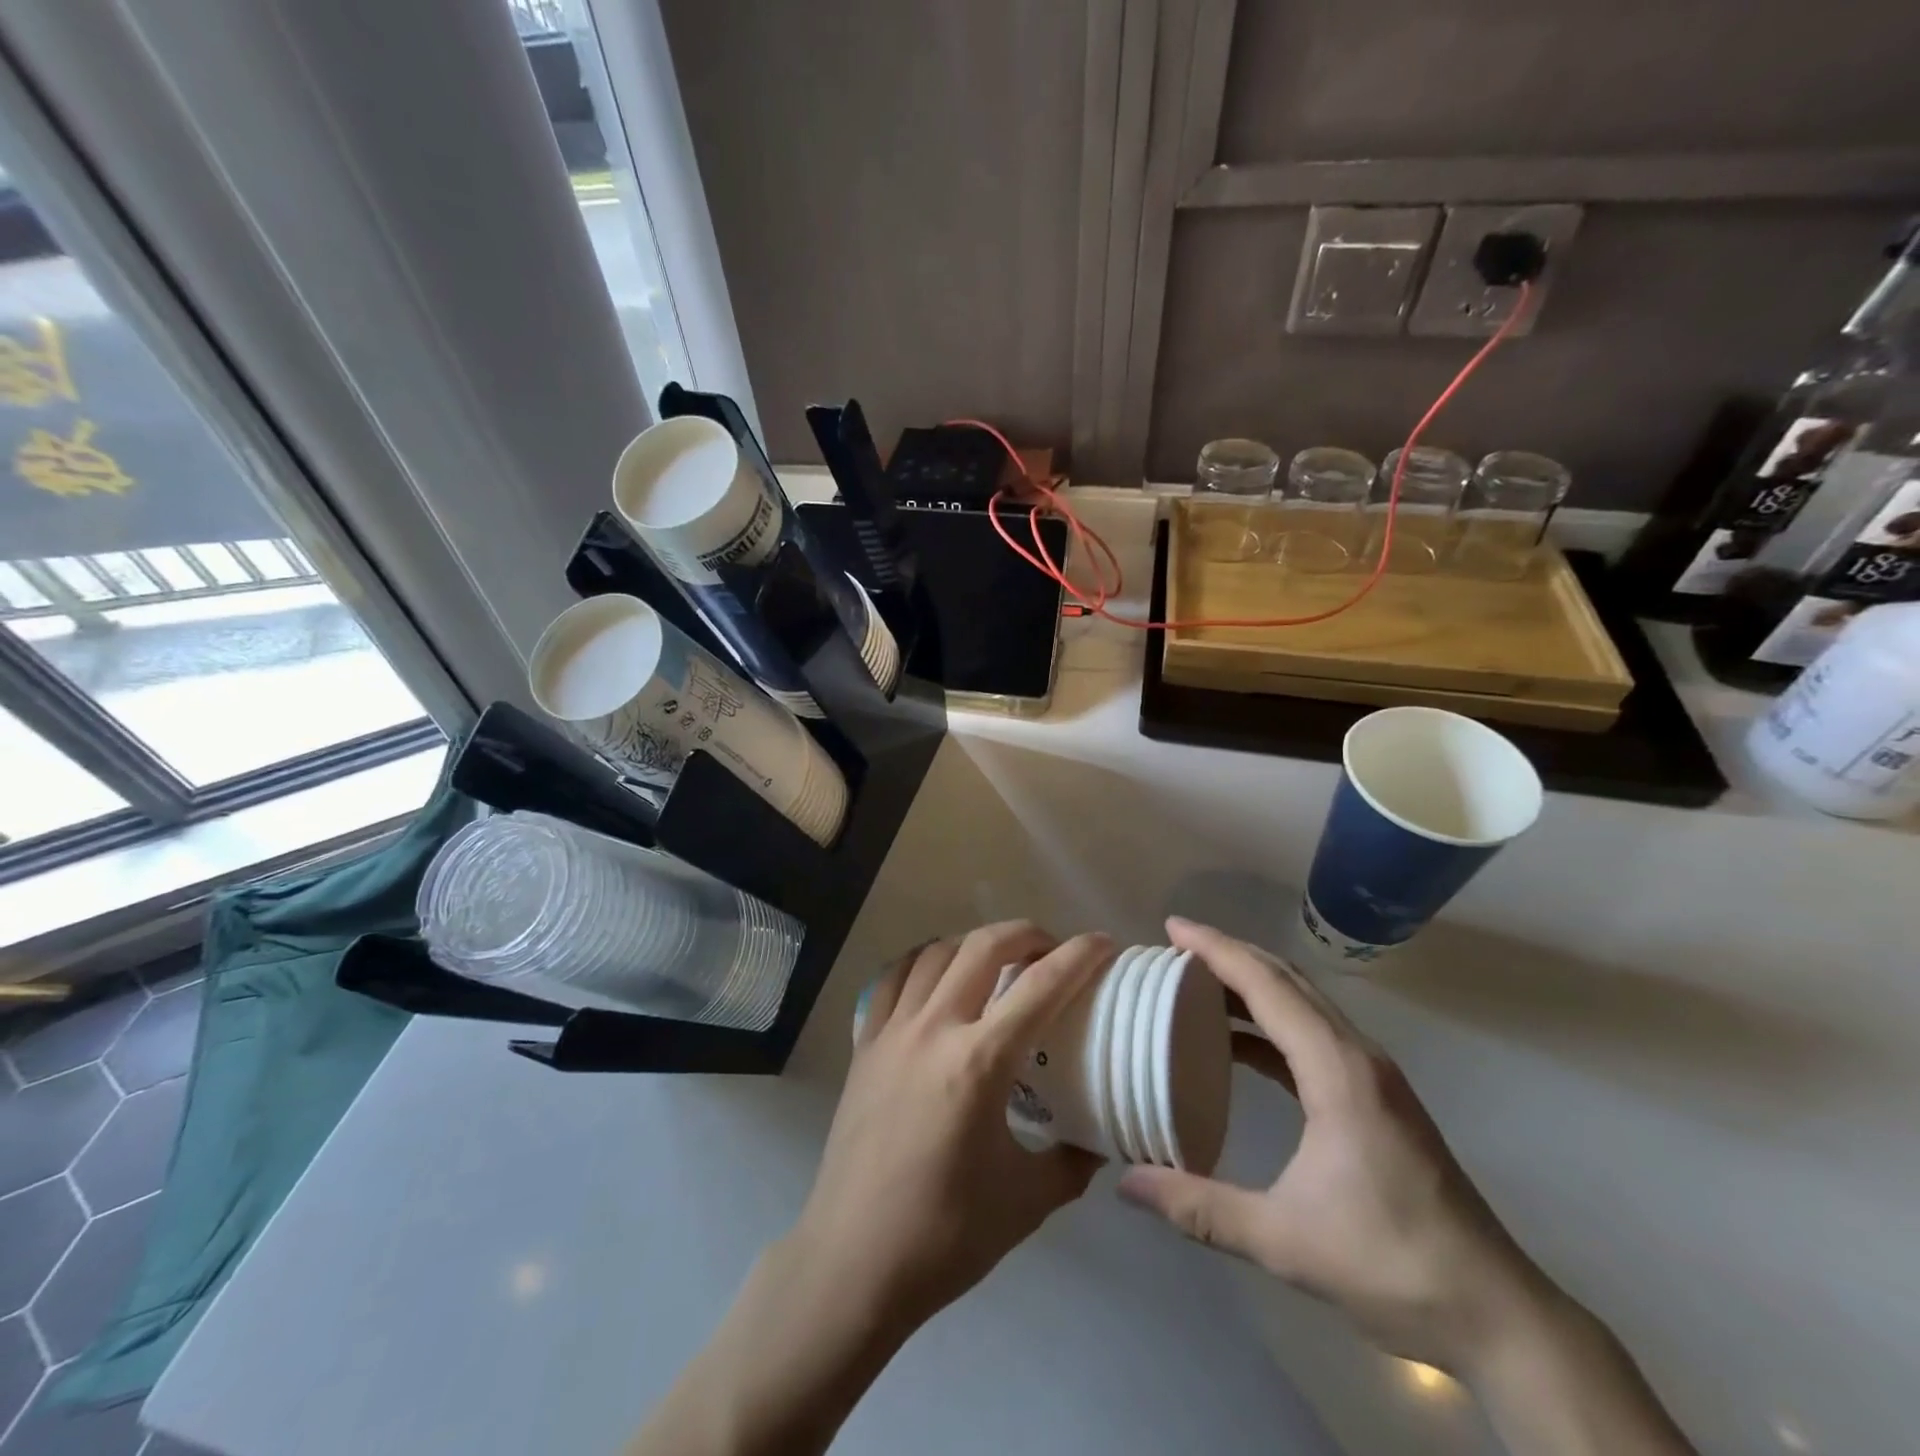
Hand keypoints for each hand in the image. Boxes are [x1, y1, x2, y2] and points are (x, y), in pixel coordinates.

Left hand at [789, 922, 1113, 1336]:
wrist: (854, 1261)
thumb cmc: (945, 1235)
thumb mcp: (1028, 1202)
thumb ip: (1072, 1162)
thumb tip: (1098, 1139)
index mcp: (979, 1062)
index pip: (1040, 987)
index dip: (1079, 956)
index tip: (1103, 942)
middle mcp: (934, 1029)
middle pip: (983, 947)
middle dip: (1026, 934)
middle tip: (1051, 950)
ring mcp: (892, 1031)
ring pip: (936, 952)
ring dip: (974, 943)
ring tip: (998, 960)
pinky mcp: (864, 1044)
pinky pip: (893, 978)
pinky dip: (922, 961)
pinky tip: (936, 977)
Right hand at [1118, 917, 1540, 1373]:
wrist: (1496, 1313)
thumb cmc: (1390, 1264)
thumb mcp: (1282, 1240)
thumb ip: (1199, 1207)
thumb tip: (1126, 1182)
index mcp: (1337, 1069)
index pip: (1267, 985)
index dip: (1216, 949)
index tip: (1172, 928)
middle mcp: (1356, 1055)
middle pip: (1286, 980)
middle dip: (1230, 955)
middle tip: (1175, 948)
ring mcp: (1372, 1074)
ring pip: (1303, 1003)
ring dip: (1251, 985)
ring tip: (1197, 985)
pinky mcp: (1376, 1096)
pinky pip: (1313, 1035)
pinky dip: (1271, 1022)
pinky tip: (1239, 1045)